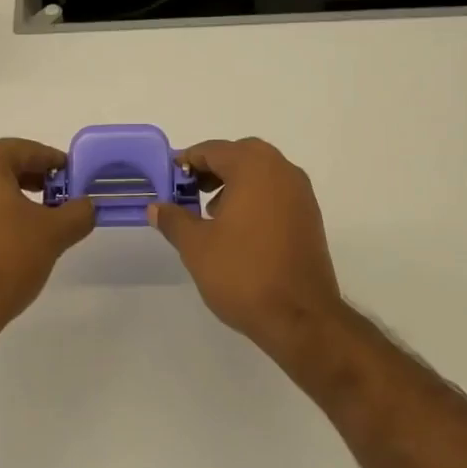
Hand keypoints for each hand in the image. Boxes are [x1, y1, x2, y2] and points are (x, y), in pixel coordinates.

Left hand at [0, 139, 96, 336]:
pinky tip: (3, 236)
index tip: (73, 179)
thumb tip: (86, 205)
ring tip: (33, 221)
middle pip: (0, 164)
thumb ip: (77, 212)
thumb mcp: (53, 234)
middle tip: (57, 199)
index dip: (54, 163)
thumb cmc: (4, 259)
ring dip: (7, 196)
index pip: (26, 150)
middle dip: (31, 179)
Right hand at [147, 137, 345, 358]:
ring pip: (262, 172)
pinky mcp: (310, 217)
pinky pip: (276, 192)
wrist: (301, 317)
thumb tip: (156, 207)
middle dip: (213, 168)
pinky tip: (239, 229)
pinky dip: (255, 197)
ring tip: (211, 213)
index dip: (187, 162)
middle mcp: (282, 170)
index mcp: (253, 167)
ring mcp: (301, 193)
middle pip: (240, 154)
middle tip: (190, 191)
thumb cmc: (243, 273)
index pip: (213, 149)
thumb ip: (173, 220)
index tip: (169, 181)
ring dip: (235, 182)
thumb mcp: (196, 246)